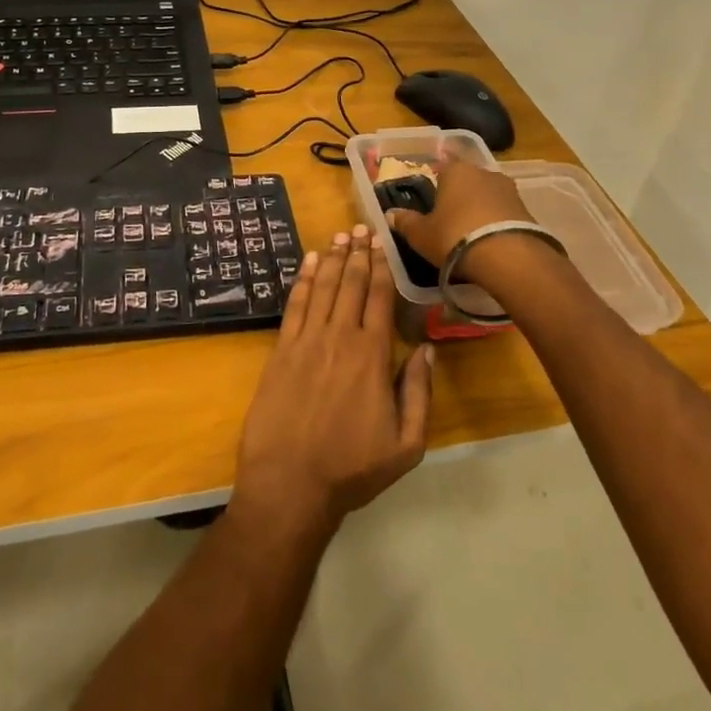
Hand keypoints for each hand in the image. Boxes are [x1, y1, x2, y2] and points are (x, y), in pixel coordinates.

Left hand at [234, 226, 433, 537]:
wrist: (290, 482)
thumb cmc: (352, 468)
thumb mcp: (406, 444)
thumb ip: (419, 393)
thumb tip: (429, 350)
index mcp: (373, 356)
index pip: (380, 298)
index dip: (381, 268)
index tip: (381, 244)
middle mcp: (340, 337)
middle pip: (351, 284)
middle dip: (358, 253)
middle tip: (360, 227)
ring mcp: (307, 341)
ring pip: (323, 287)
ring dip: (333, 259)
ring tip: (339, 235)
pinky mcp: (281, 350)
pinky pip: (295, 304)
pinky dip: (303, 279)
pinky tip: (309, 262)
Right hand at [384, 158, 534, 282]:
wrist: (508, 257)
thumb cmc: (454, 236)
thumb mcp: (421, 234)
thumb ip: (406, 222)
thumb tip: (390, 215)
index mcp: (455, 170)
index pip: (441, 166)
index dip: (434, 180)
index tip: (430, 196)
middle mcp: (483, 172)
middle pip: (467, 180)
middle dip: (458, 195)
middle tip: (447, 216)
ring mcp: (508, 189)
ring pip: (487, 195)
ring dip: (479, 208)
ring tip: (469, 231)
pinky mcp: (526, 210)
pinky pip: (503, 212)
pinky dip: (495, 221)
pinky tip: (488, 240)